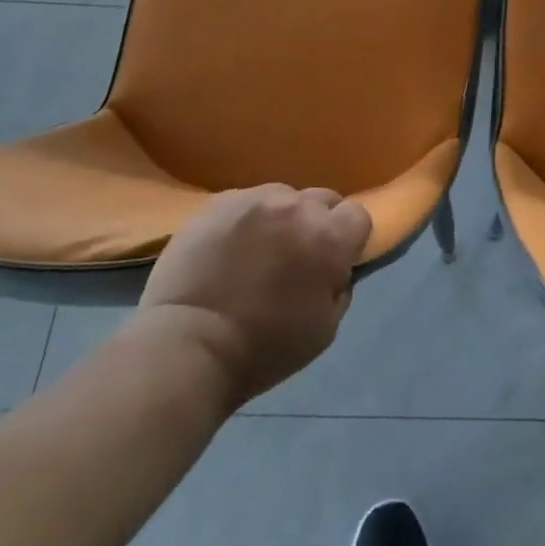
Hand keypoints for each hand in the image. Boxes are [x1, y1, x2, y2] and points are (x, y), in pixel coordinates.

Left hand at [137, 184, 370, 407]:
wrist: (186, 347)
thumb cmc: (262, 349)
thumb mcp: (324, 331)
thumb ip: (340, 288)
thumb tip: (336, 269)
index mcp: (328, 237)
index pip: (358, 215)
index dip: (350, 238)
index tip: (335, 261)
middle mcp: (297, 207)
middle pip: (323, 200)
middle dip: (318, 224)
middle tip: (298, 256)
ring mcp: (255, 199)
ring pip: (284, 196)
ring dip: (282, 218)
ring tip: (260, 249)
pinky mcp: (219, 202)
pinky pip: (247, 201)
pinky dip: (247, 219)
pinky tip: (230, 247)